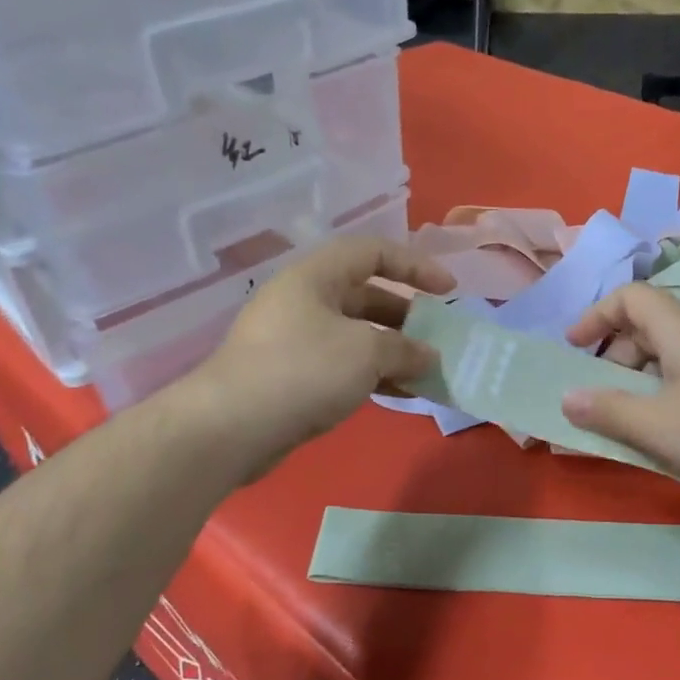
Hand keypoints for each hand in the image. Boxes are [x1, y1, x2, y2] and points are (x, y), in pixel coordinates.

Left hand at [187, 237, 453, 479]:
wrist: (231, 427)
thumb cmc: (303, 371)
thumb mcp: (366, 352)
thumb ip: (405, 348)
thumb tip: (428, 356)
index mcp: (316, 276)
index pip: (372, 252)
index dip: (415, 264)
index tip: (448, 290)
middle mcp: (304, 300)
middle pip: (366, 295)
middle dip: (407, 316)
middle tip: (438, 337)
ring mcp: (295, 339)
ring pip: (356, 335)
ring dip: (393, 351)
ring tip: (427, 372)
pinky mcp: (291, 376)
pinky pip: (342, 365)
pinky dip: (372, 375)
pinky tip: (400, 395)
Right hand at [560, 282, 679, 493]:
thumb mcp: (658, 426)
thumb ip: (608, 410)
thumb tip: (567, 398)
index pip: (629, 298)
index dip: (596, 316)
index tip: (575, 348)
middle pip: (647, 326)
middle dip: (614, 356)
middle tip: (600, 395)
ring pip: (670, 353)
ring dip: (640, 377)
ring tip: (631, 416)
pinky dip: (667, 390)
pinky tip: (671, 427)